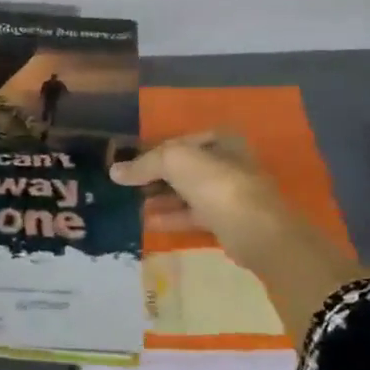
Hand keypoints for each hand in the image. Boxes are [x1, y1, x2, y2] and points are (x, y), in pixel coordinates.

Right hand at [110, 131, 293, 271]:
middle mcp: (228, 162)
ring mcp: (229, 193)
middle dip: (156, 177)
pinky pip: (193, 215)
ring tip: (133, 205)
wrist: (254, 229)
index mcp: (220, 139)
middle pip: (184, 168)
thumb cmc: (216, 184)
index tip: (129, 165)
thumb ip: (144, 164)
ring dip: (162, 198)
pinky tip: (148, 222)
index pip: (179, 141)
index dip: (152, 152)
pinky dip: (172, 217)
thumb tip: (115, 172)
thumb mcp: (174, 161)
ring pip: (188, 192)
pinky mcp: (227, 221)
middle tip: (128, 187)